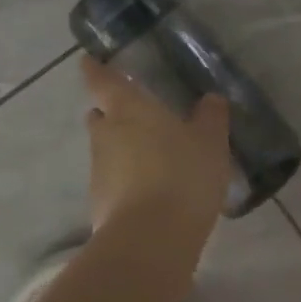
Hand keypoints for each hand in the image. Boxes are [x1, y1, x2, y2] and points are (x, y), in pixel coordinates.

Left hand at [81, 55, 232, 237]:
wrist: (151, 240)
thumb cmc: (182, 175)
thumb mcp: (210, 142)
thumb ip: (211, 117)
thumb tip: (211, 98)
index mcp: (128, 110)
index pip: (102, 81)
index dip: (95, 69)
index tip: (89, 61)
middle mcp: (105, 135)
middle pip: (100, 116)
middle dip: (111, 113)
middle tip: (136, 115)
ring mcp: (98, 172)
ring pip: (106, 150)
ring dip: (122, 150)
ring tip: (152, 157)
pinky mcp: (99, 205)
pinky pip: (113, 182)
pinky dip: (126, 181)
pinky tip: (151, 191)